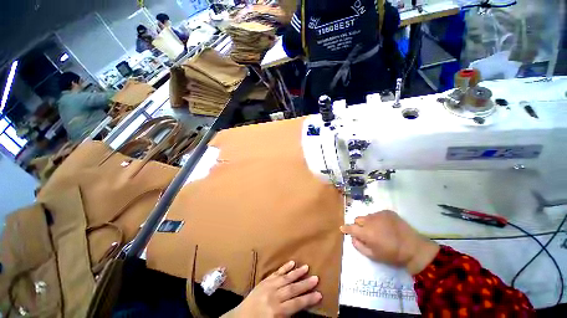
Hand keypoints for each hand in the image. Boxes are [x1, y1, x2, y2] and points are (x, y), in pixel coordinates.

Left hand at [224, 261, 321, 317]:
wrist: (241, 317)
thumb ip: (291, 313)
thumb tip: (304, 304)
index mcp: (276, 310)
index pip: (296, 303)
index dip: (308, 299)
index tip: (320, 294)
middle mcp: (271, 298)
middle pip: (291, 289)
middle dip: (305, 284)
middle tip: (317, 278)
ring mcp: (265, 289)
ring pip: (283, 279)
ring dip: (295, 273)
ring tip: (306, 267)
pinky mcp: (261, 283)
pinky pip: (273, 275)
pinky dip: (282, 269)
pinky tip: (291, 263)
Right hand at [340, 210, 439, 274]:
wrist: (411, 246)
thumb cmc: (390, 254)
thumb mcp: (372, 255)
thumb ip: (359, 246)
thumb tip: (353, 238)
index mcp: (367, 232)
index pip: (351, 227)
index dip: (345, 228)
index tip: (342, 229)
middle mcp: (372, 220)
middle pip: (358, 219)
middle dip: (357, 226)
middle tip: (363, 234)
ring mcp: (382, 214)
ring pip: (368, 216)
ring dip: (367, 222)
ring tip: (375, 231)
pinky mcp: (390, 212)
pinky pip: (378, 214)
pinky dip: (376, 219)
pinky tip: (383, 227)